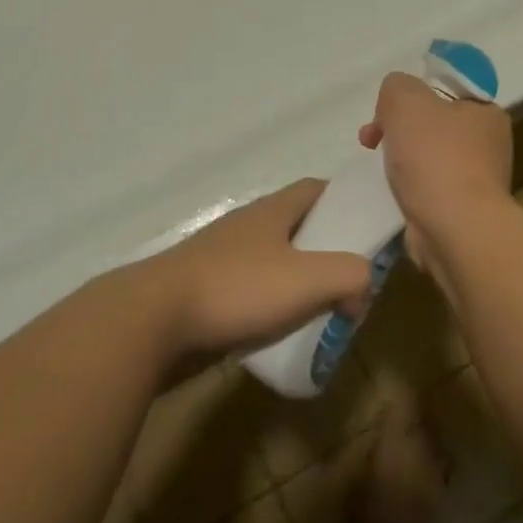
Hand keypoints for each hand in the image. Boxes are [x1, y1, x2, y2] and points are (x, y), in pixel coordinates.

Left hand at [141, 179, 372, 357]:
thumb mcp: (307, 279)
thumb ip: (349, 275)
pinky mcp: (207, 290)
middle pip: (297, 227)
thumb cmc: (236, 289)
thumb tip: (362, 287)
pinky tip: (279, 333)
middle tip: (351, 281)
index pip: (316, 189)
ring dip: (298, 282)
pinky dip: (271, 306)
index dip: (344, 202)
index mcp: (272, 211)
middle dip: (326, 250)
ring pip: (274, 261)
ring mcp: (223, 257)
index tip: (367, 228)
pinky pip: (251, 291)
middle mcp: (248, 226)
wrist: (155, 319)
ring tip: (321, 312)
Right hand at [357, 73, 513, 273]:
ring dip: (401, 160)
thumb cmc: (435, 157)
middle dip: (398, 128)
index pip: (445, 92)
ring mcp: (479, 182)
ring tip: (379, 169)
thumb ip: (396, 86)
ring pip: (429, 158)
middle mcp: (489, 145)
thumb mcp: (406, 99)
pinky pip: (429, 189)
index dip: (411, 95)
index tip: (387, 111)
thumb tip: (395, 102)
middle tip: (371, 138)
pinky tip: (394, 194)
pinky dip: (410, 190)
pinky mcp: (464, 212)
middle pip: (433, 124)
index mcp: (486, 112)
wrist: (456, 230)